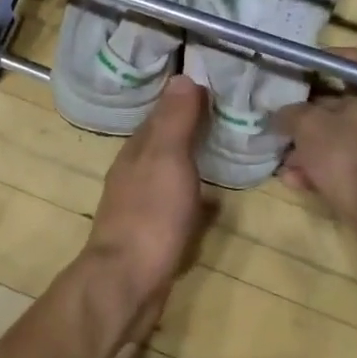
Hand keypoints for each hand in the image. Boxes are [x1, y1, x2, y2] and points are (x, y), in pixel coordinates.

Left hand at [82, 75, 209, 341]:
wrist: (128, 281)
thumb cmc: (150, 214)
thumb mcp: (166, 158)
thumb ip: (174, 121)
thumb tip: (182, 76)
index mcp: (136, 151)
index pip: (160, 114)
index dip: (184, 98)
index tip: (214, 83)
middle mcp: (134, 173)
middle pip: (164, 143)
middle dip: (190, 129)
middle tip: (228, 114)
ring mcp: (141, 205)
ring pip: (169, 172)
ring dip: (192, 161)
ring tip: (225, 150)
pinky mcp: (152, 233)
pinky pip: (177, 204)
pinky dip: (195, 196)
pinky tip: (214, 202)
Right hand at [272, 47, 356, 252]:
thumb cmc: (345, 153)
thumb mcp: (308, 125)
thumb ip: (290, 114)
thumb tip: (279, 115)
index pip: (351, 63)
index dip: (324, 60)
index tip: (300, 69)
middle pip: (337, 107)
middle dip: (305, 118)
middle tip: (280, 124)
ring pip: (335, 141)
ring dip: (306, 149)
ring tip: (282, 160)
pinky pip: (339, 168)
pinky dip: (317, 171)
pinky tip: (294, 181)